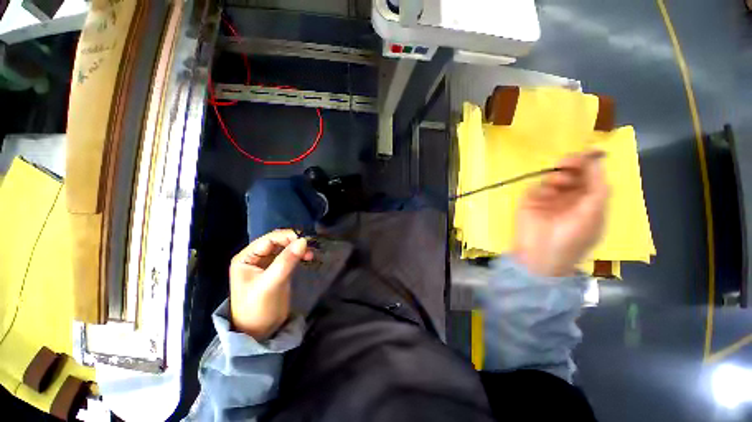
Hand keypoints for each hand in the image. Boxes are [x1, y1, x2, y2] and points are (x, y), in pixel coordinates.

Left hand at [229, 229, 312, 339]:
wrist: (259, 333)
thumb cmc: (258, 309)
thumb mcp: (271, 284)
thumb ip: (286, 261)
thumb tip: (303, 241)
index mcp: (246, 258)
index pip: (269, 239)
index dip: (287, 237)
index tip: (305, 240)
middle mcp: (256, 258)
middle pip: (278, 242)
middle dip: (294, 242)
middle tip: (310, 247)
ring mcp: (267, 264)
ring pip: (285, 248)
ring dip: (298, 248)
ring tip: (311, 254)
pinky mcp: (278, 270)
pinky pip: (290, 257)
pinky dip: (299, 255)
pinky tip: (308, 258)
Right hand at [513, 152, 608, 276]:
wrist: (540, 255)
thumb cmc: (571, 238)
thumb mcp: (593, 215)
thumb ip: (598, 188)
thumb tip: (597, 162)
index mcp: (588, 202)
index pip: (591, 178)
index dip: (589, 165)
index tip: (585, 154)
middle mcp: (569, 198)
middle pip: (572, 175)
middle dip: (571, 166)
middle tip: (565, 162)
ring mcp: (547, 200)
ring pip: (553, 179)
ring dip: (556, 178)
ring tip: (555, 185)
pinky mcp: (529, 202)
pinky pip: (535, 188)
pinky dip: (540, 189)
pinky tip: (542, 197)